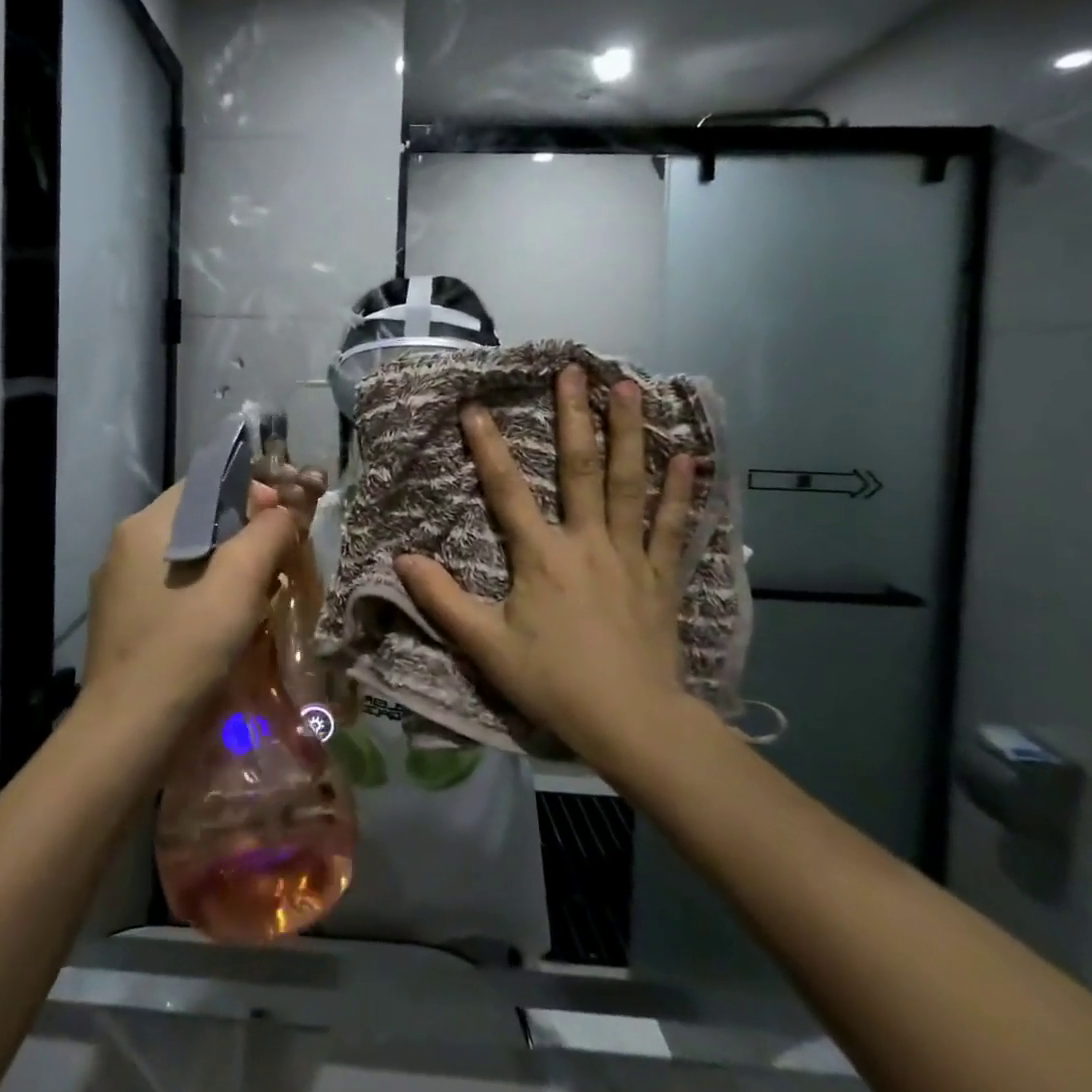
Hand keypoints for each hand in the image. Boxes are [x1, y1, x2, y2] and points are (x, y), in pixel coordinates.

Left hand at [82, 475, 322, 716]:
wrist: (128, 736)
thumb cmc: (187, 648)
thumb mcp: (239, 583)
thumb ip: (267, 533)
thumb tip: (283, 512)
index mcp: (146, 526)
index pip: (206, 484)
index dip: (252, 495)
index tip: (283, 526)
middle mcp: (125, 547)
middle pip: (198, 520)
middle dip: (244, 535)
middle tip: (279, 565)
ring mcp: (119, 587)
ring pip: (188, 557)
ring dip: (227, 568)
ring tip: (259, 598)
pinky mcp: (123, 621)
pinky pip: (172, 590)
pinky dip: (204, 595)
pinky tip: (224, 626)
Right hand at [394, 365, 697, 767]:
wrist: (631, 721)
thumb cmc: (553, 681)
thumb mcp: (485, 645)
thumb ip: (443, 600)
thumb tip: (401, 560)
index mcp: (541, 556)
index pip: (507, 491)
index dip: (488, 447)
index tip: (475, 406)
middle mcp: (586, 542)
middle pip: (580, 469)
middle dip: (574, 417)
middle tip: (574, 370)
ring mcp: (629, 555)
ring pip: (630, 484)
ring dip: (629, 433)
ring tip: (631, 387)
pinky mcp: (661, 576)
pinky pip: (673, 526)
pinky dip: (681, 491)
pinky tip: (690, 455)